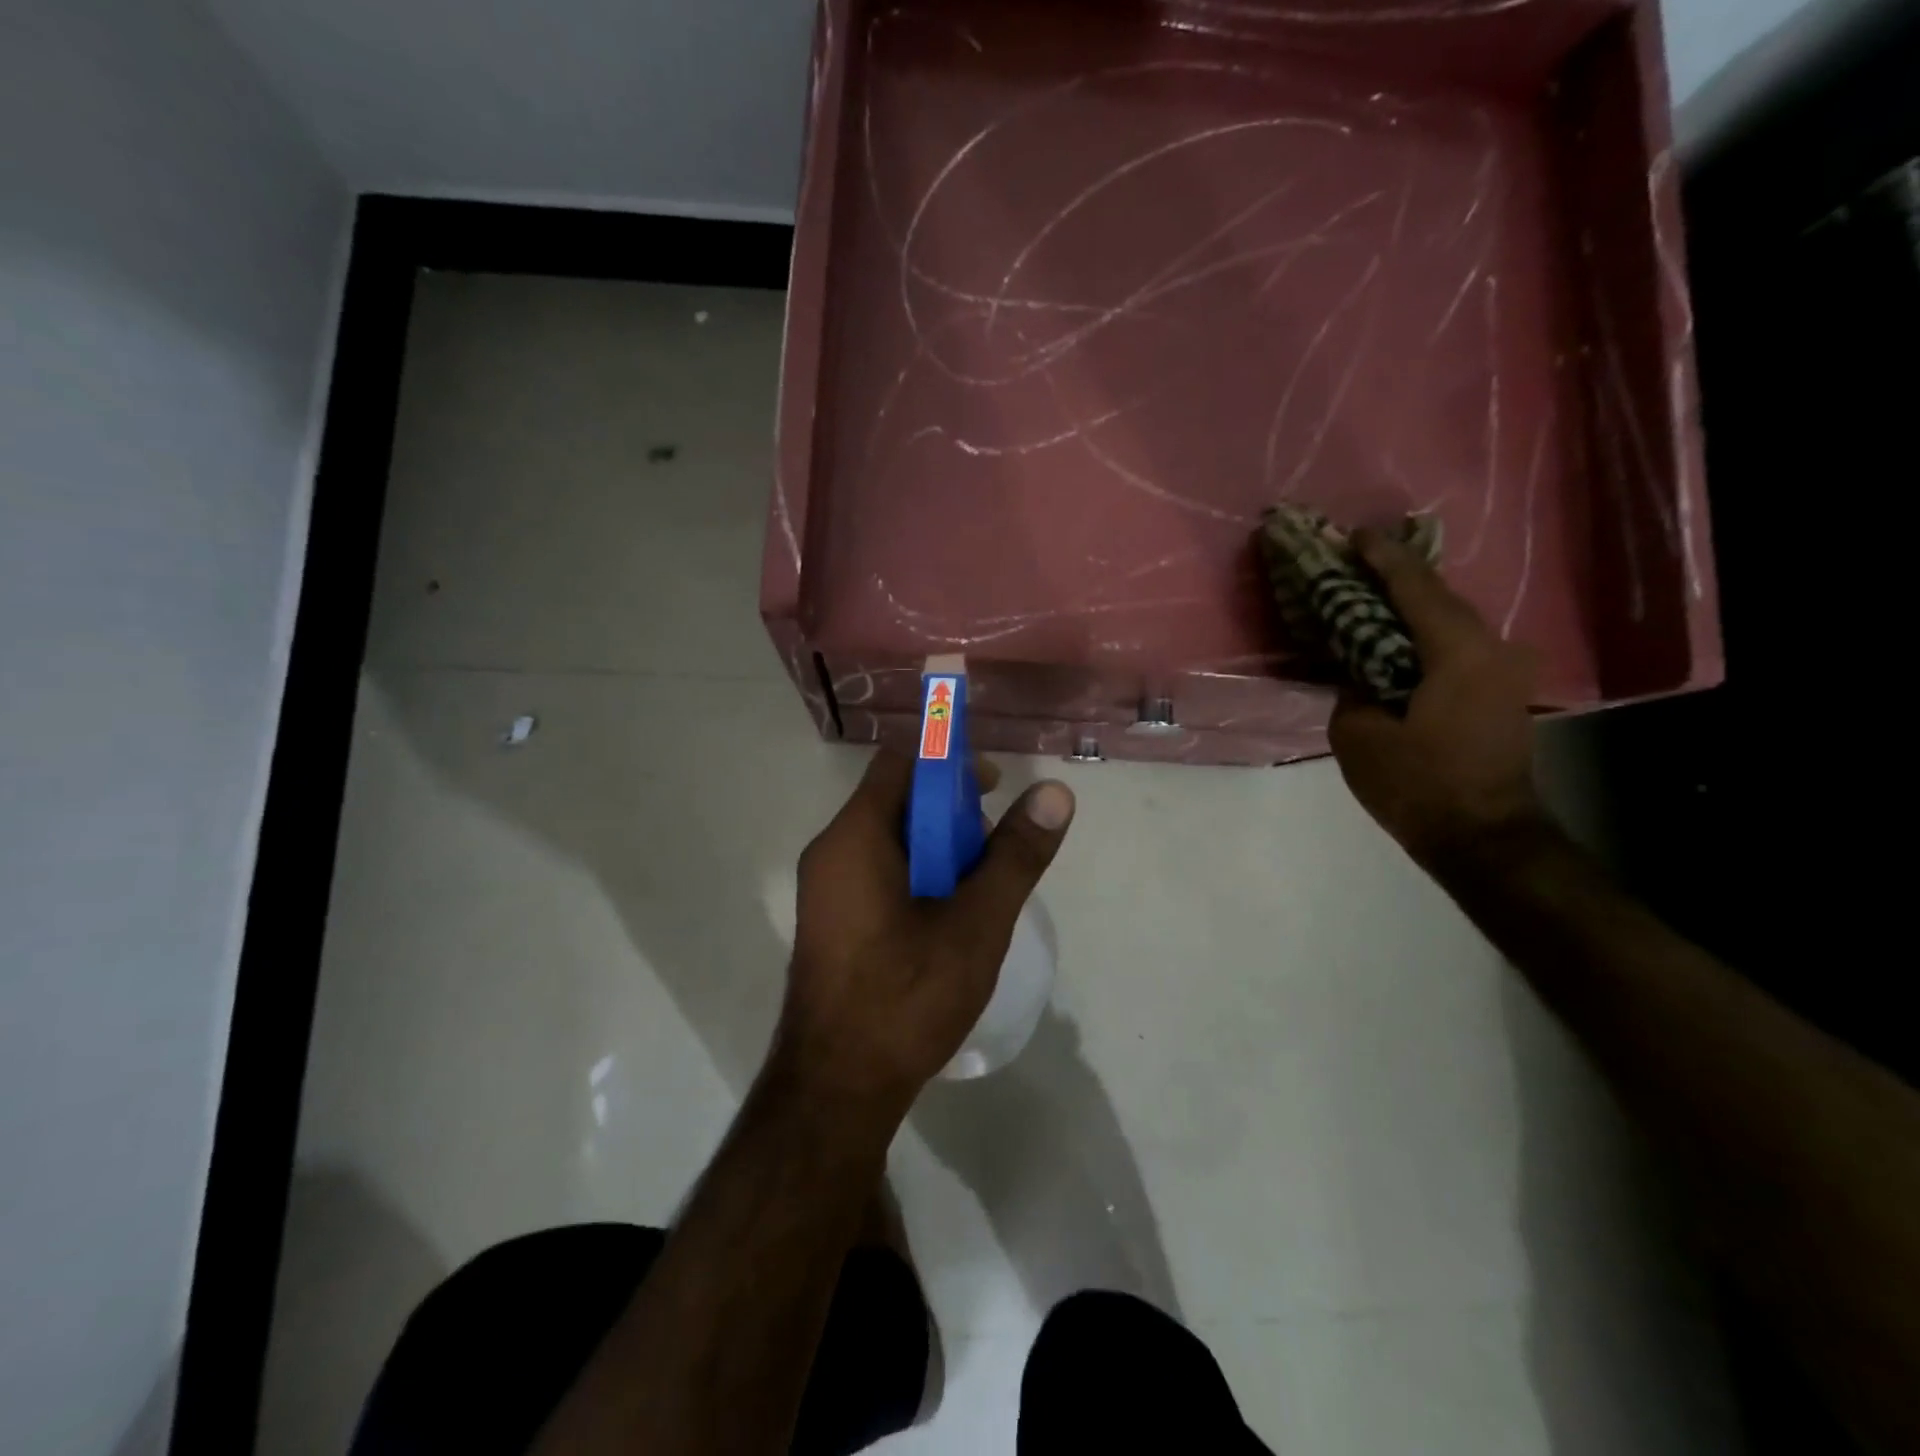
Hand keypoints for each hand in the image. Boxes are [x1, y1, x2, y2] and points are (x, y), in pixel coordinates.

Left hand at [773, 751, 1074, 1122]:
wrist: (836, 1090)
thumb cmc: (906, 998)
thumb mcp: (976, 923)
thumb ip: (1015, 856)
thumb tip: (1055, 793)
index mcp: (855, 838)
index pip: (901, 762)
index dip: (949, 761)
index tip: (994, 785)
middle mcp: (831, 852)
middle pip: (896, 800)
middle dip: (951, 810)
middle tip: (995, 845)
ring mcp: (826, 890)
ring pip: (890, 840)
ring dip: (939, 847)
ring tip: (980, 888)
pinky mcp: (832, 921)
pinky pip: (878, 873)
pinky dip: (918, 875)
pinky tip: (949, 918)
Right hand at [1329, 531, 1545, 865]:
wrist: (1483, 837)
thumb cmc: (1418, 784)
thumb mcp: (1358, 734)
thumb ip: (1353, 689)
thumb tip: (1361, 674)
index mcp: (1457, 651)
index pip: (1415, 588)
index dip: (1381, 558)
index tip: (1353, 536)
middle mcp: (1491, 649)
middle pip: (1438, 598)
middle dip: (1395, 578)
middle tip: (1354, 563)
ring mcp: (1503, 671)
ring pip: (1450, 623)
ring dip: (1410, 608)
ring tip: (1369, 597)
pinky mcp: (1501, 694)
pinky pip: (1456, 649)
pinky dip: (1423, 637)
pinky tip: (1395, 640)